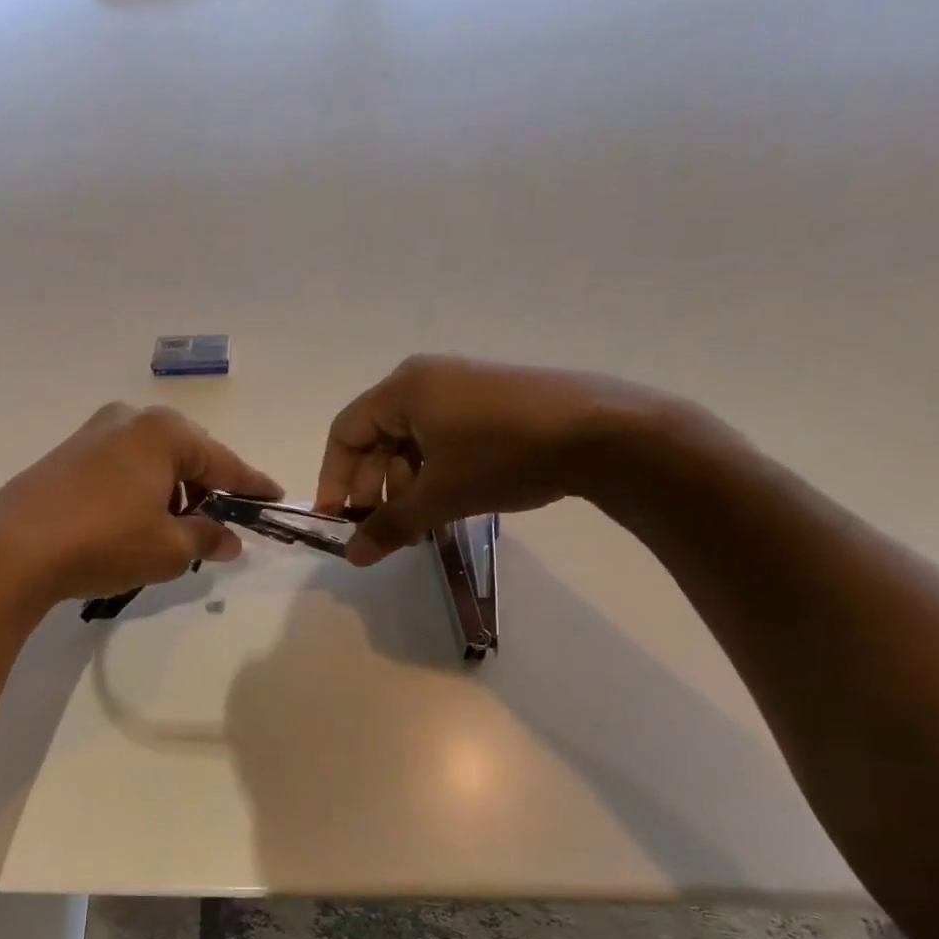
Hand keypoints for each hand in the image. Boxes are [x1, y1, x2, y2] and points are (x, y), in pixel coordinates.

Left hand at [0, 404, 282, 604]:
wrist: (13, 551)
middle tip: (220, 524)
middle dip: (207, 489)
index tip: (275, 498)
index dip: (253, 486)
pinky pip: (121, 468)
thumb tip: (230, 539)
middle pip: (187, 454)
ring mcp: (92, 434)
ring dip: (171, 492)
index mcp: (163, 432)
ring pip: (152, 461)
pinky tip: (134, 523)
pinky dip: (139, 491)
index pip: (225, 462)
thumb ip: (208, 538)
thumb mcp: (169, 549)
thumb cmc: (104, 543)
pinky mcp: (66, 455)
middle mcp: (129, 420)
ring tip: (173, 532)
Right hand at [315, 355, 675, 565]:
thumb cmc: (503, 455)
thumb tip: (352, 558)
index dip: (333, 480)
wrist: (605, 433)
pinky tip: (446, 506)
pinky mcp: (490, 404)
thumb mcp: (439, 496)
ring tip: (419, 528)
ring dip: (405, 488)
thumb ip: (389, 526)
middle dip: (374, 490)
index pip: (345, 434)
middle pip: (377, 440)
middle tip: (382, 532)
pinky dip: (434, 475)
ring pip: (411, 444)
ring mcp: (461, 389)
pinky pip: (441, 441)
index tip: (336, 521)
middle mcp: (425, 380)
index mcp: (403, 389)